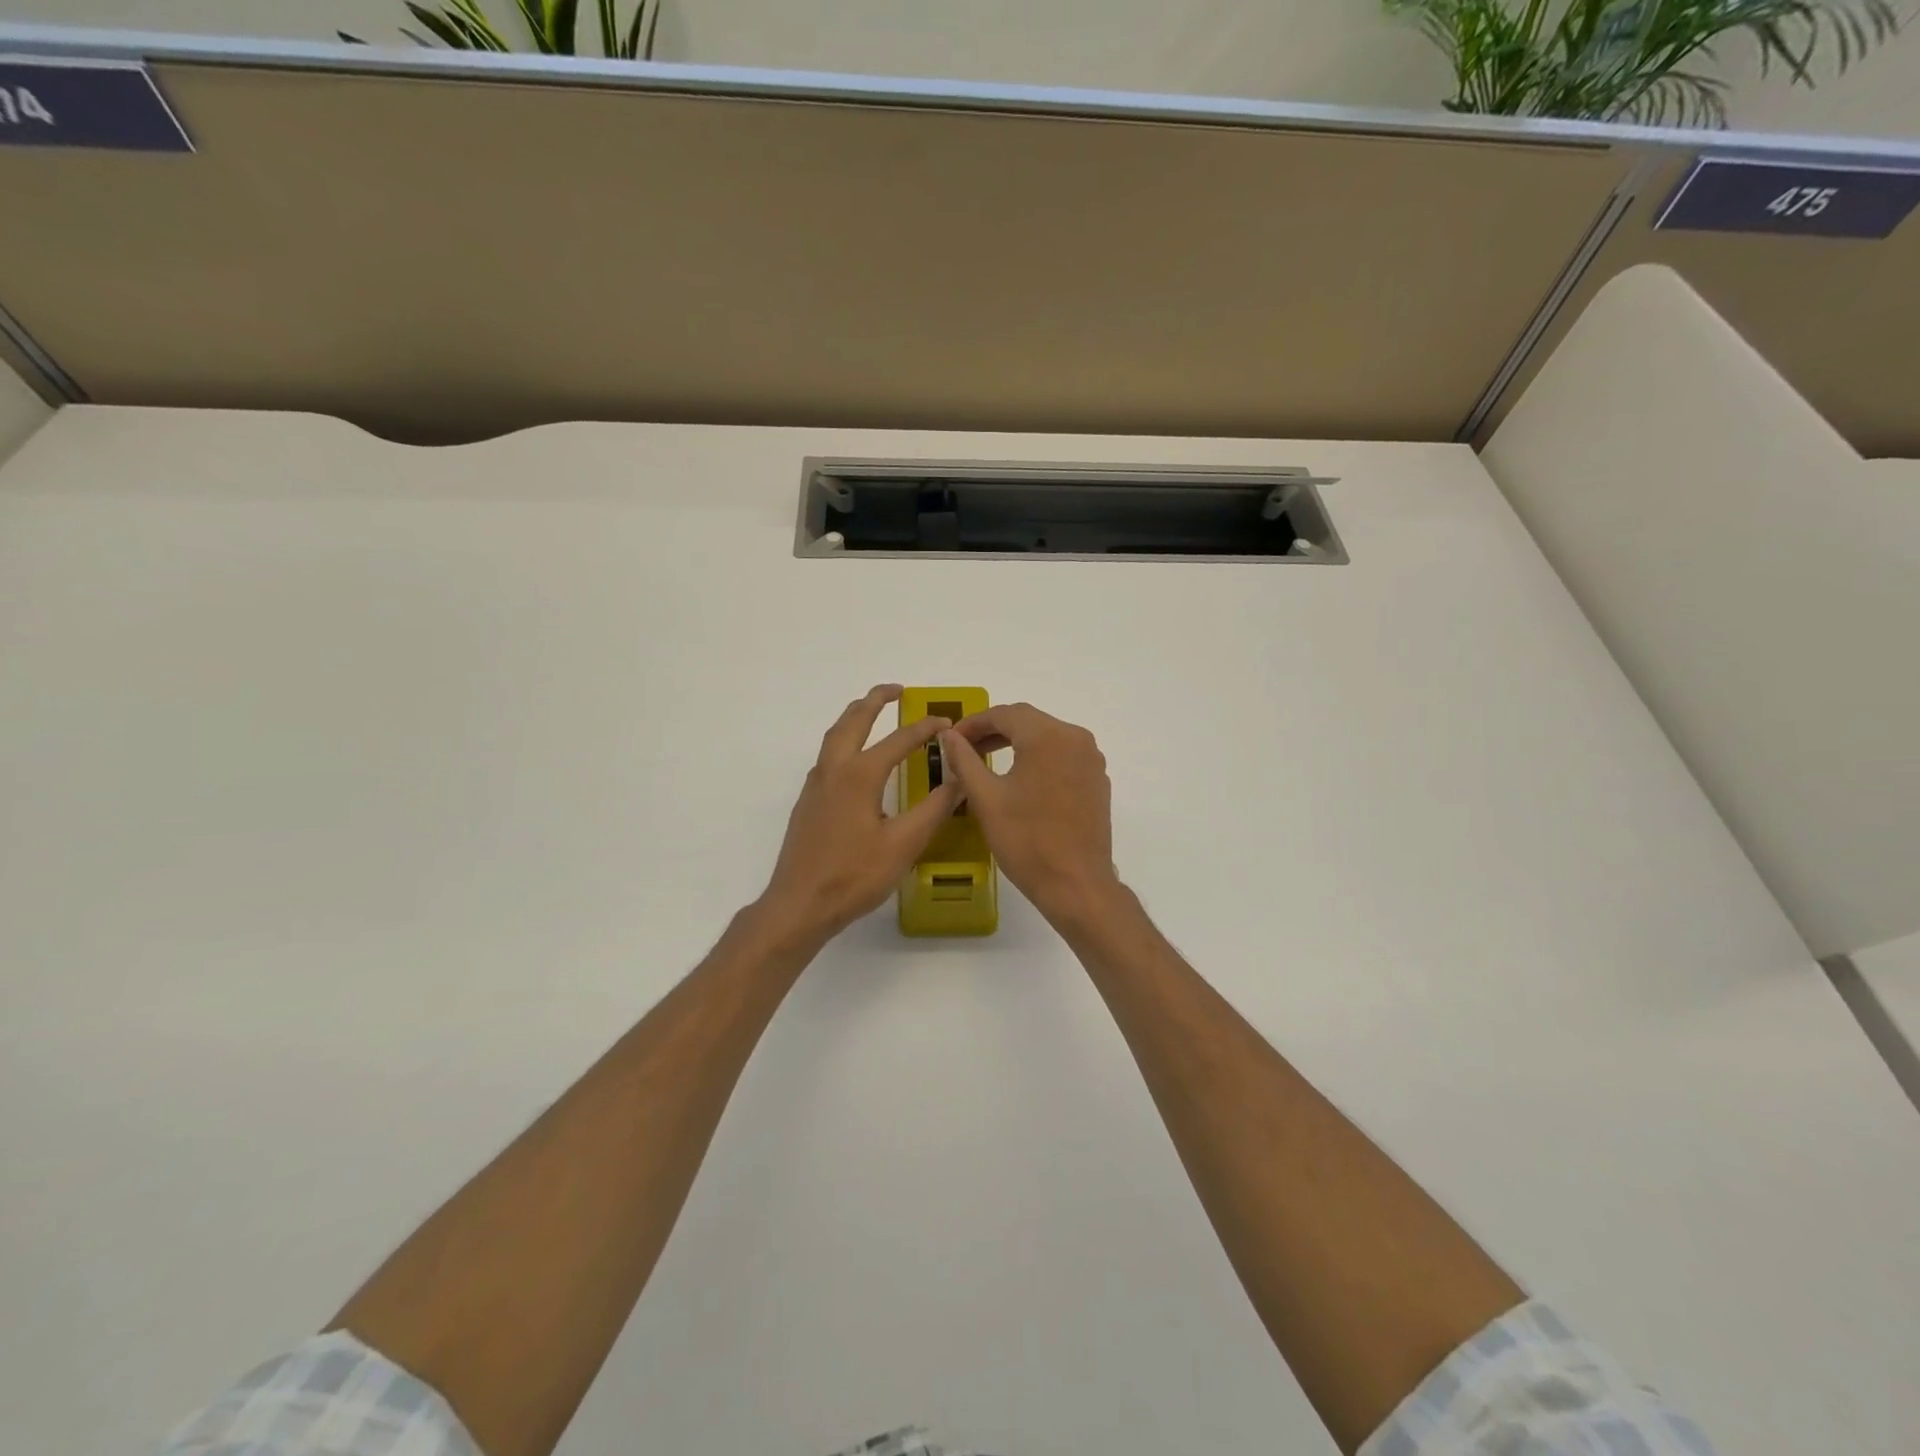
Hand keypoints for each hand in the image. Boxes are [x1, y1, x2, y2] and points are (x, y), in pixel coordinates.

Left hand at [759, 684, 964, 940]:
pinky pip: (827, 756)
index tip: (946, 723)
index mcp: (859, 775)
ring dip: (855, 717)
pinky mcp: (807, 803)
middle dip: (875, 701)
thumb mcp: (904, 844)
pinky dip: (844, 740)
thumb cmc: (854, 875)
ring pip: (834, 736)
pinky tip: (854, 760)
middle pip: (853, 721)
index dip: (925, 729)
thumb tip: (959, 777)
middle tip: (897, 690)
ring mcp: (815, 786)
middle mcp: (833, 770)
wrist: (799, 905)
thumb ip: (934, 808)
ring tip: (872, 711)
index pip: (898, 740)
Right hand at [937, 703, 1121, 927]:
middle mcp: (1075, 738)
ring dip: (1016, 742)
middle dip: (994, 730)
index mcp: (1048, 737)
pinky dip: (1038, 757)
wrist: (1076, 884)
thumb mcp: (986, 798)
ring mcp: (1091, 759)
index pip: (1005, 714)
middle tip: (965, 748)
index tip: (951, 739)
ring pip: (1047, 736)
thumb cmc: (1026, 840)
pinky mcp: (1097, 780)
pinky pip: (1063, 755)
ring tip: (987, 759)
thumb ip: (964, 760)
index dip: (974, 723)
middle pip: (1028, 721)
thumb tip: (949, 736)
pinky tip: (1021, 778)